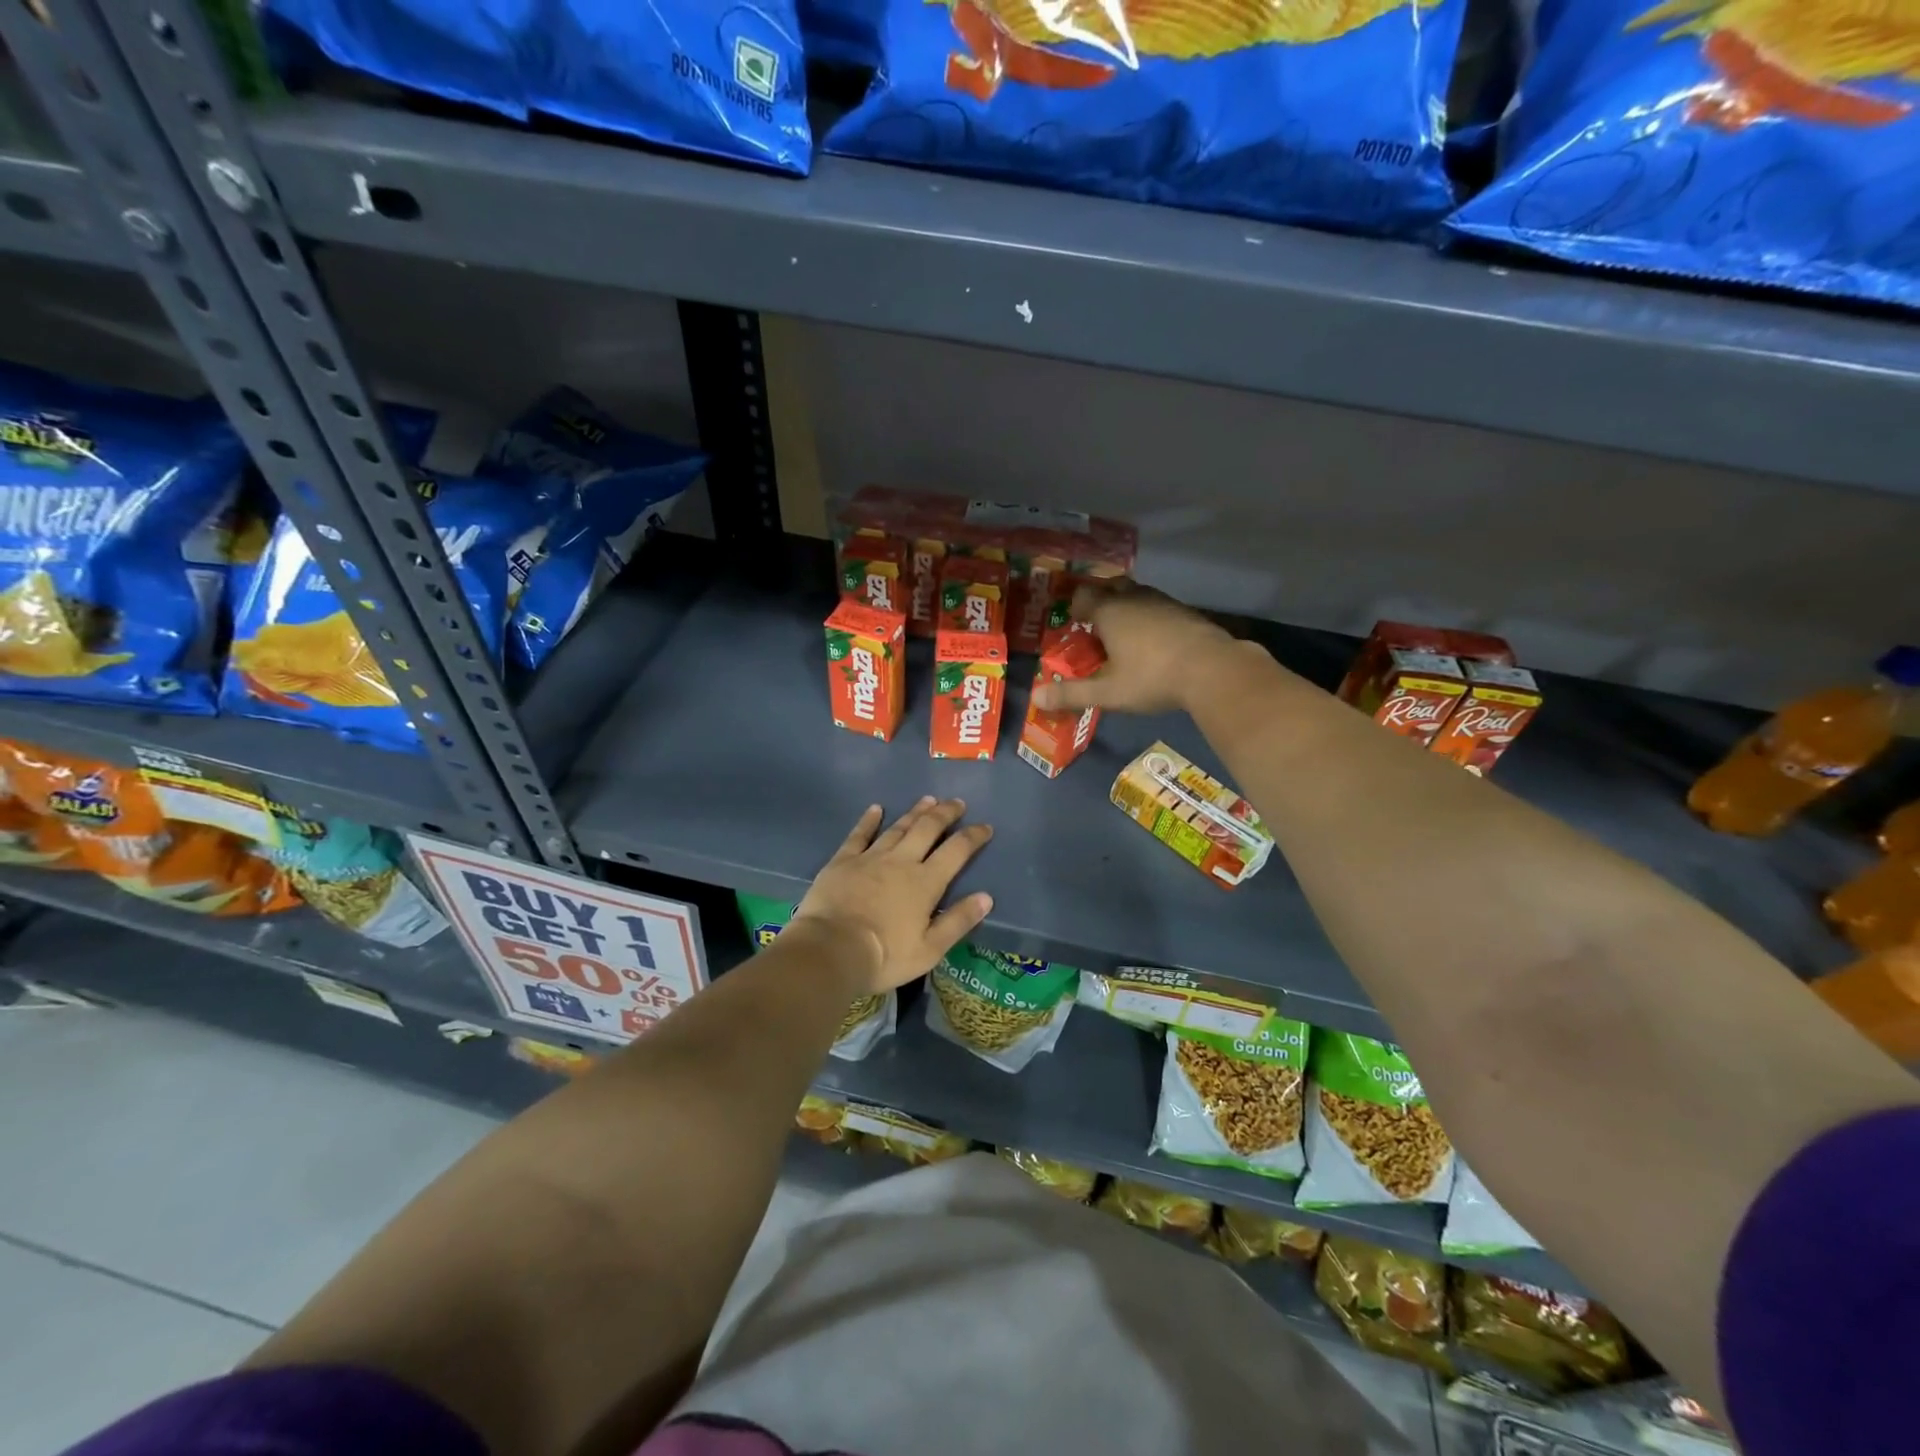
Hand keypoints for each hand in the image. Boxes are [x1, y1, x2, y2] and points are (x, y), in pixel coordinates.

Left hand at [791, 798, 993, 993]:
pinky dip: (869, 820)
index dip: (973, 836)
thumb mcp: (930, 949)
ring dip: (915, 812)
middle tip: (957, 802)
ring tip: (928, 800)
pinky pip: (859, 834)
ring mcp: (870, 857)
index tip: (985, 827)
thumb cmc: (885, 956)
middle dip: (945, 814)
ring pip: (898, 827)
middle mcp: (901, 861)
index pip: (956, 851)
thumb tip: (986, 897)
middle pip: (927, 829)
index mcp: (925, 882)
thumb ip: (958, 921)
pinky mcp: (843, 861)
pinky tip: (876, 809)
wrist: (830, 950)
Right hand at [1030, 579, 1245, 716]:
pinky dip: (1149, 617)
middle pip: (1111, 586)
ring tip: (1123, 635)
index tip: (1073, 624)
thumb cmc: (1152, 678)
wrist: (1213, 670)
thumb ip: (1072, 694)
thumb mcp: (1108, 692)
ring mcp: (1163, 602)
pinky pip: (1158, 607)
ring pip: (1137, 594)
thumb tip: (1035, 698)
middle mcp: (1134, 598)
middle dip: (1101, 600)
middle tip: (1096, 625)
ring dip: (1127, 608)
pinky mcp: (1185, 612)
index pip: (1082, 596)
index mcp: (1110, 611)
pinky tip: (1153, 642)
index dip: (1074, 607)